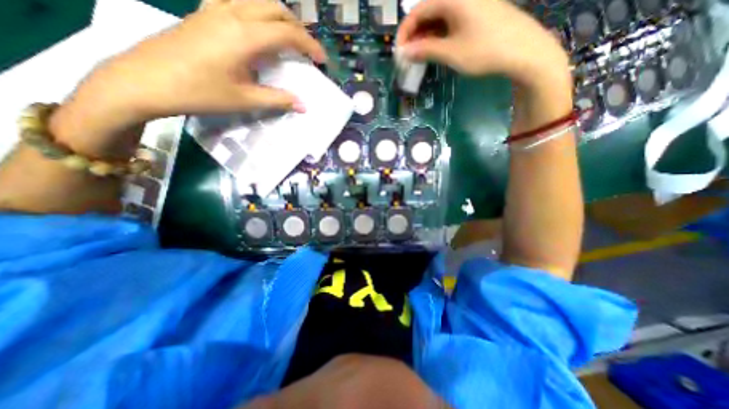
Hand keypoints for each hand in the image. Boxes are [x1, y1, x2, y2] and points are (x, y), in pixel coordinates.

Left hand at [49, 0, 325, 160]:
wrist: (145, 80)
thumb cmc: (200, 92)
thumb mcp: (245, 100)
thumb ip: (278, 99)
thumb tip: (303, 105)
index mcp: (244, 36)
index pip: (287, 33)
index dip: (309, 46)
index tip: (322, 60)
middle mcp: (232, 13)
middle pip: (275, 8)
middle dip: (298, 28)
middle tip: (308, 50)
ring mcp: (214, 9)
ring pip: (257, 0)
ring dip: (279, 16)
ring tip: (289, 38)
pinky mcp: (204, 13)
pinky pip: (239, 2)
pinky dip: (258, 12)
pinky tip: (259, 29)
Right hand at [398, 0, 568, 85]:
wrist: (524, 51)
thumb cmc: (484, 51)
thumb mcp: (451, 53)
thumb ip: (425, 50)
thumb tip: (404, 52)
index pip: (417, 11)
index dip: (404, 33)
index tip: (399, 53)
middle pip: (428, 11)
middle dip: (415, 35)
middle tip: (409, 56)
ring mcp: (471, 2)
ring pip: (439, 16)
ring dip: (426, 36)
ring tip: (420, 55)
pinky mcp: (478, 12)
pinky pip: (451, 20)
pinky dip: (440, 34)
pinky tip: (437, 48)